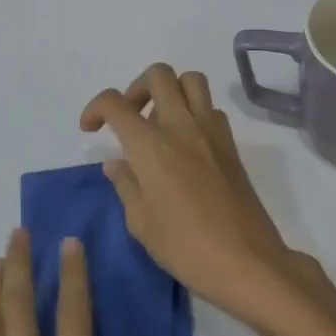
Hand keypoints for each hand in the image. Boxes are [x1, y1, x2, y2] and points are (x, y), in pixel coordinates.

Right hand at [81, 64, 323, 325]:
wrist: (245, 260)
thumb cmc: (184, 246)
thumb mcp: (141, 222)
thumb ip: (126, 184)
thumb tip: (117, 163)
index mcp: (150, 145)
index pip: (115, 103)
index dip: (95, 108)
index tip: (90, 129)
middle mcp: (181, 126)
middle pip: (158, 75)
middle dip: (135, 88)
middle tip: (129, 118)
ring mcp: (211, 131)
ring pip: (191, 80)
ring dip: (170, 90)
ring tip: (158, 122)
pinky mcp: (231, 144)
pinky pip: (211, 108)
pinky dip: (194, 112)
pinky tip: (186, 143)